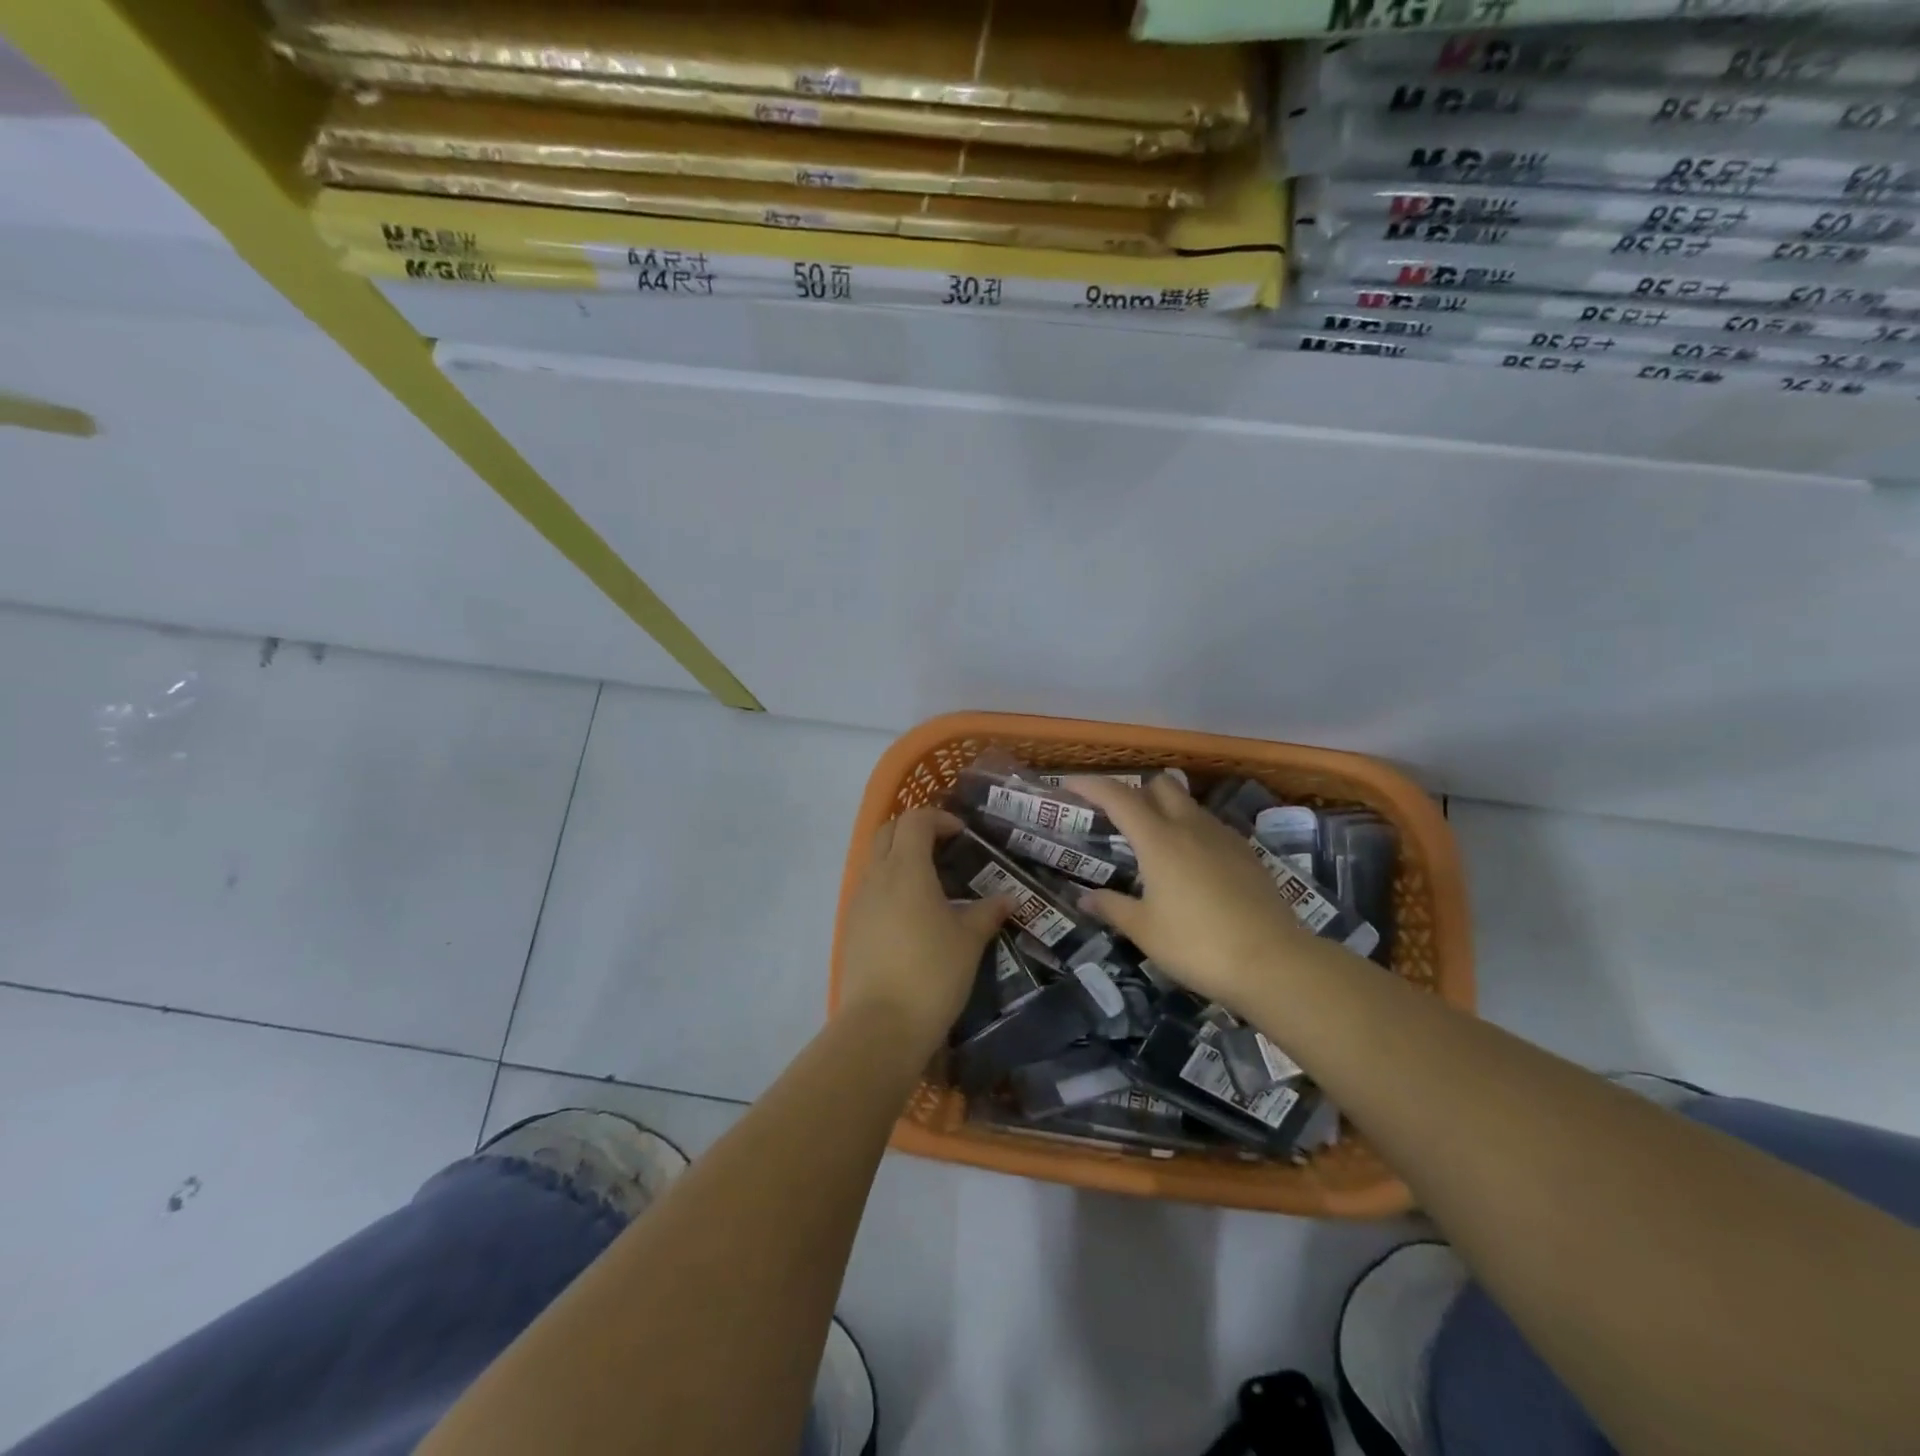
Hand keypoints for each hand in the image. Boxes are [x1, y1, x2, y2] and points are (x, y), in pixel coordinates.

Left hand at [838, 807, 1009, 1052]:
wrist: (880, 1025)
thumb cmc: (932, 973)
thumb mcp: (969, 941)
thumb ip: (987, 913)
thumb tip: (1007, 899)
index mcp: (906, 869)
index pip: (915, 820)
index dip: (939, 818)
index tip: (962, 835)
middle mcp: (877, 876)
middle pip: (888, 831)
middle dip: (915, 830)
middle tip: (944, 849)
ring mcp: (858, 901)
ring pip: (875, 860)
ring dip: (900, 858)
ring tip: (932, 884)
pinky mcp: (851, 927)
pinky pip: (870, 889)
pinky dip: (890, 885)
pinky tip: (912, 915)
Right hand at [1068, 775, 1326, 1012]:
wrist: (1274, 963)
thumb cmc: (1198, 945)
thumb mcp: (1145, 931)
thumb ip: (1112, 908)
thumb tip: (1085, 899)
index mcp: (1159, 840)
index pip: (1117, 796)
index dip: (1090, 786)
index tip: (1069, 786)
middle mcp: (1191, 827)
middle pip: (1161, 785)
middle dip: (1135, 791)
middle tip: (1118, 820)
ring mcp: (1224, 837)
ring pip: (1188, 804)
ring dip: (1166, 810)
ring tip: (1153, 845)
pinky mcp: (1247, 854)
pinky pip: (1210, 827)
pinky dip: (1192, 831)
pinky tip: (1190, 865)